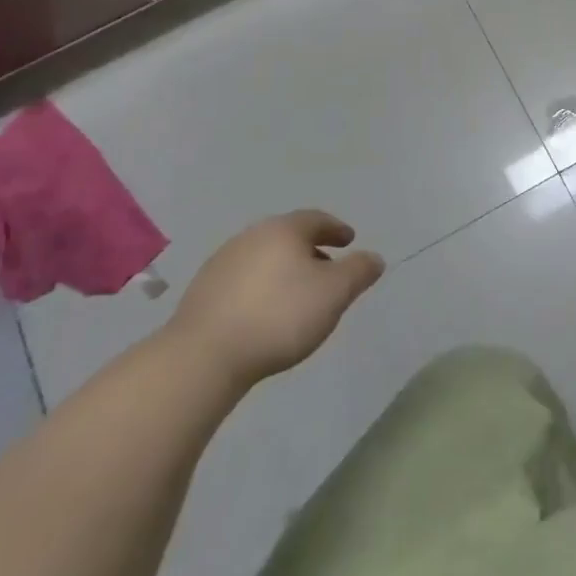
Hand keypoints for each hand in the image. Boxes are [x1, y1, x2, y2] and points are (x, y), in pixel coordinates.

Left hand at [165, 211, 384, 389]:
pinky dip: (261, 287)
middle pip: (288, 237)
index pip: (317, 219)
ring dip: (284, 270)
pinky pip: (243, 280)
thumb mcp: (335, 293)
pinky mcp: (201, 292)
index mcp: (283, 230)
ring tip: (297, 296)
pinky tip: (265, 312)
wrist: (204, 356)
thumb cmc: (280, 316)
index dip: (336, 229)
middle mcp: (251, 236)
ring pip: (264, 258)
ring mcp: (222, 263)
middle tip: (327, 270)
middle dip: (311, 250)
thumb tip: (373, 257)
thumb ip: (359, 271)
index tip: (349, 241)